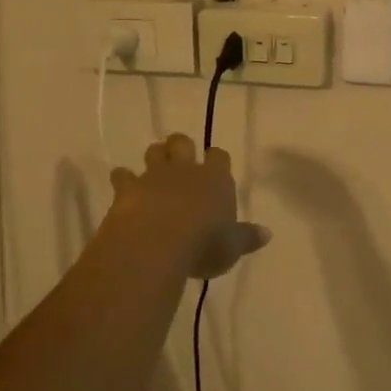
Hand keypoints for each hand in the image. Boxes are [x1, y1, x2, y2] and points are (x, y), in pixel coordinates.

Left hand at [109, 134, 271, 279]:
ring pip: (154, 151)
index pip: (219, 156)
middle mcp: (185, 170)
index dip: (216, 158)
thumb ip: (247, 238)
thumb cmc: (203, 245)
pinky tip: (123, 186)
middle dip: (181, 146)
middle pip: (182, 142)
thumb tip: (267, 233)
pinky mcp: (127, 188)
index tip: (214, 164)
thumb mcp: (231, 248)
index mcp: (215, 180)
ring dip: (155, 156)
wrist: (156, 243)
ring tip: (155, 167)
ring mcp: (154, 176)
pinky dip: (123, 178)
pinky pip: (123, 175)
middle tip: (180, 157)